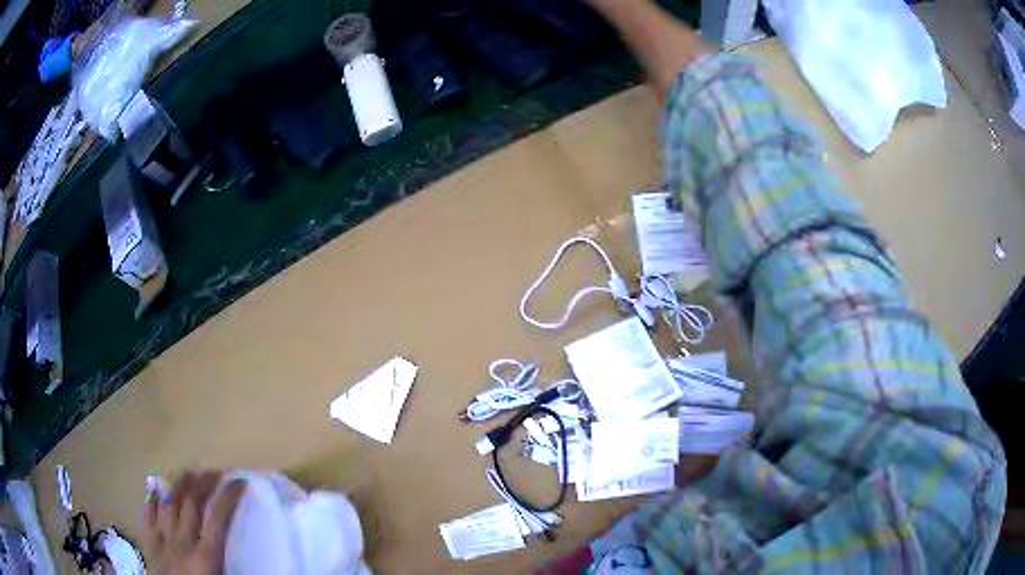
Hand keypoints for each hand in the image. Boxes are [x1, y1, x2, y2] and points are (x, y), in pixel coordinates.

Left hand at [143, 471, 245, 574]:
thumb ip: (232, 567)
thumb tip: (255, 560)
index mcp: (206, 555)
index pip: (217, 516)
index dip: (229, 496)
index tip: (240, 481)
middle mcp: (183, 541)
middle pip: (191, 502)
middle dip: (203, 483)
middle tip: (214, 472)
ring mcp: (162, 541)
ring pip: (168, 504)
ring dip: (178, 485)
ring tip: (187, 472)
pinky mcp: (149, 545)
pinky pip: (148, 517)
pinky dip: (150, 501)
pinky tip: (154, 489)